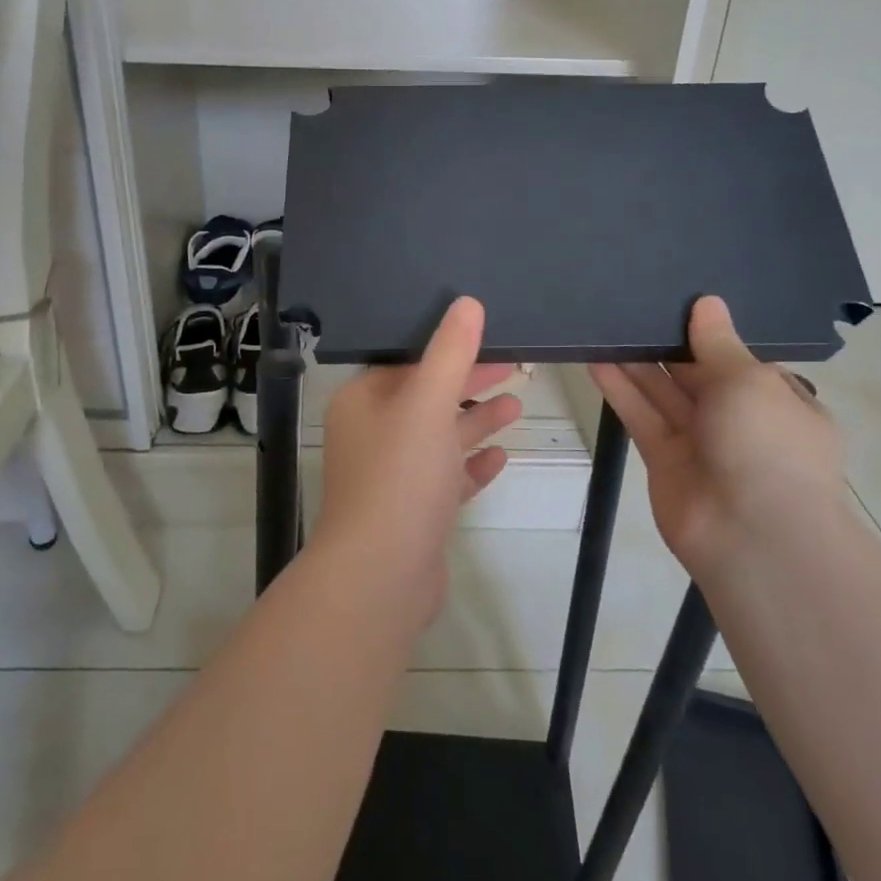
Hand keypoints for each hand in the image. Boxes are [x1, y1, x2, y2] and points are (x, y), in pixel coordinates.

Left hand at [314, 298, 522, 623]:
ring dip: (475, 420)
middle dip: (468, 381)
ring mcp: (392, 476)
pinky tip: (502, 456)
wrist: (381, 577)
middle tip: (513, 364)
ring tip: (517, 403)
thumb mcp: (427, 403)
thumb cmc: (400, 477)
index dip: (446, 347)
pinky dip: (471, 464)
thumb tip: (467, 303)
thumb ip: (450, 352)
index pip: (406, 361)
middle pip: (426, 396)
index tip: (486, 334)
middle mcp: (372, 434)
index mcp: (363, 402)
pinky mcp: (413, 512)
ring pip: (439, 436)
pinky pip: (446, 476)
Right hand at [590, 296, 843, 577]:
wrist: (753, 537)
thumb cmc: (768, 445)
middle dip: (669, 343)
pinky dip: (621, 389)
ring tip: (606, 323)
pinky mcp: (664, 461)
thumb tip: (707, 302)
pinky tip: (596, 359)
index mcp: (778, 401)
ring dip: (637, 362)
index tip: (678, 300)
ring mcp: (701, 443)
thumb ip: (718, 343)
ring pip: (664, 393)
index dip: (711, 333)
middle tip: (631, 303)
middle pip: (697, 374)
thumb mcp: (750, 381)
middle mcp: (740, 421)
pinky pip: (642, 416)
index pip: (741, 360)